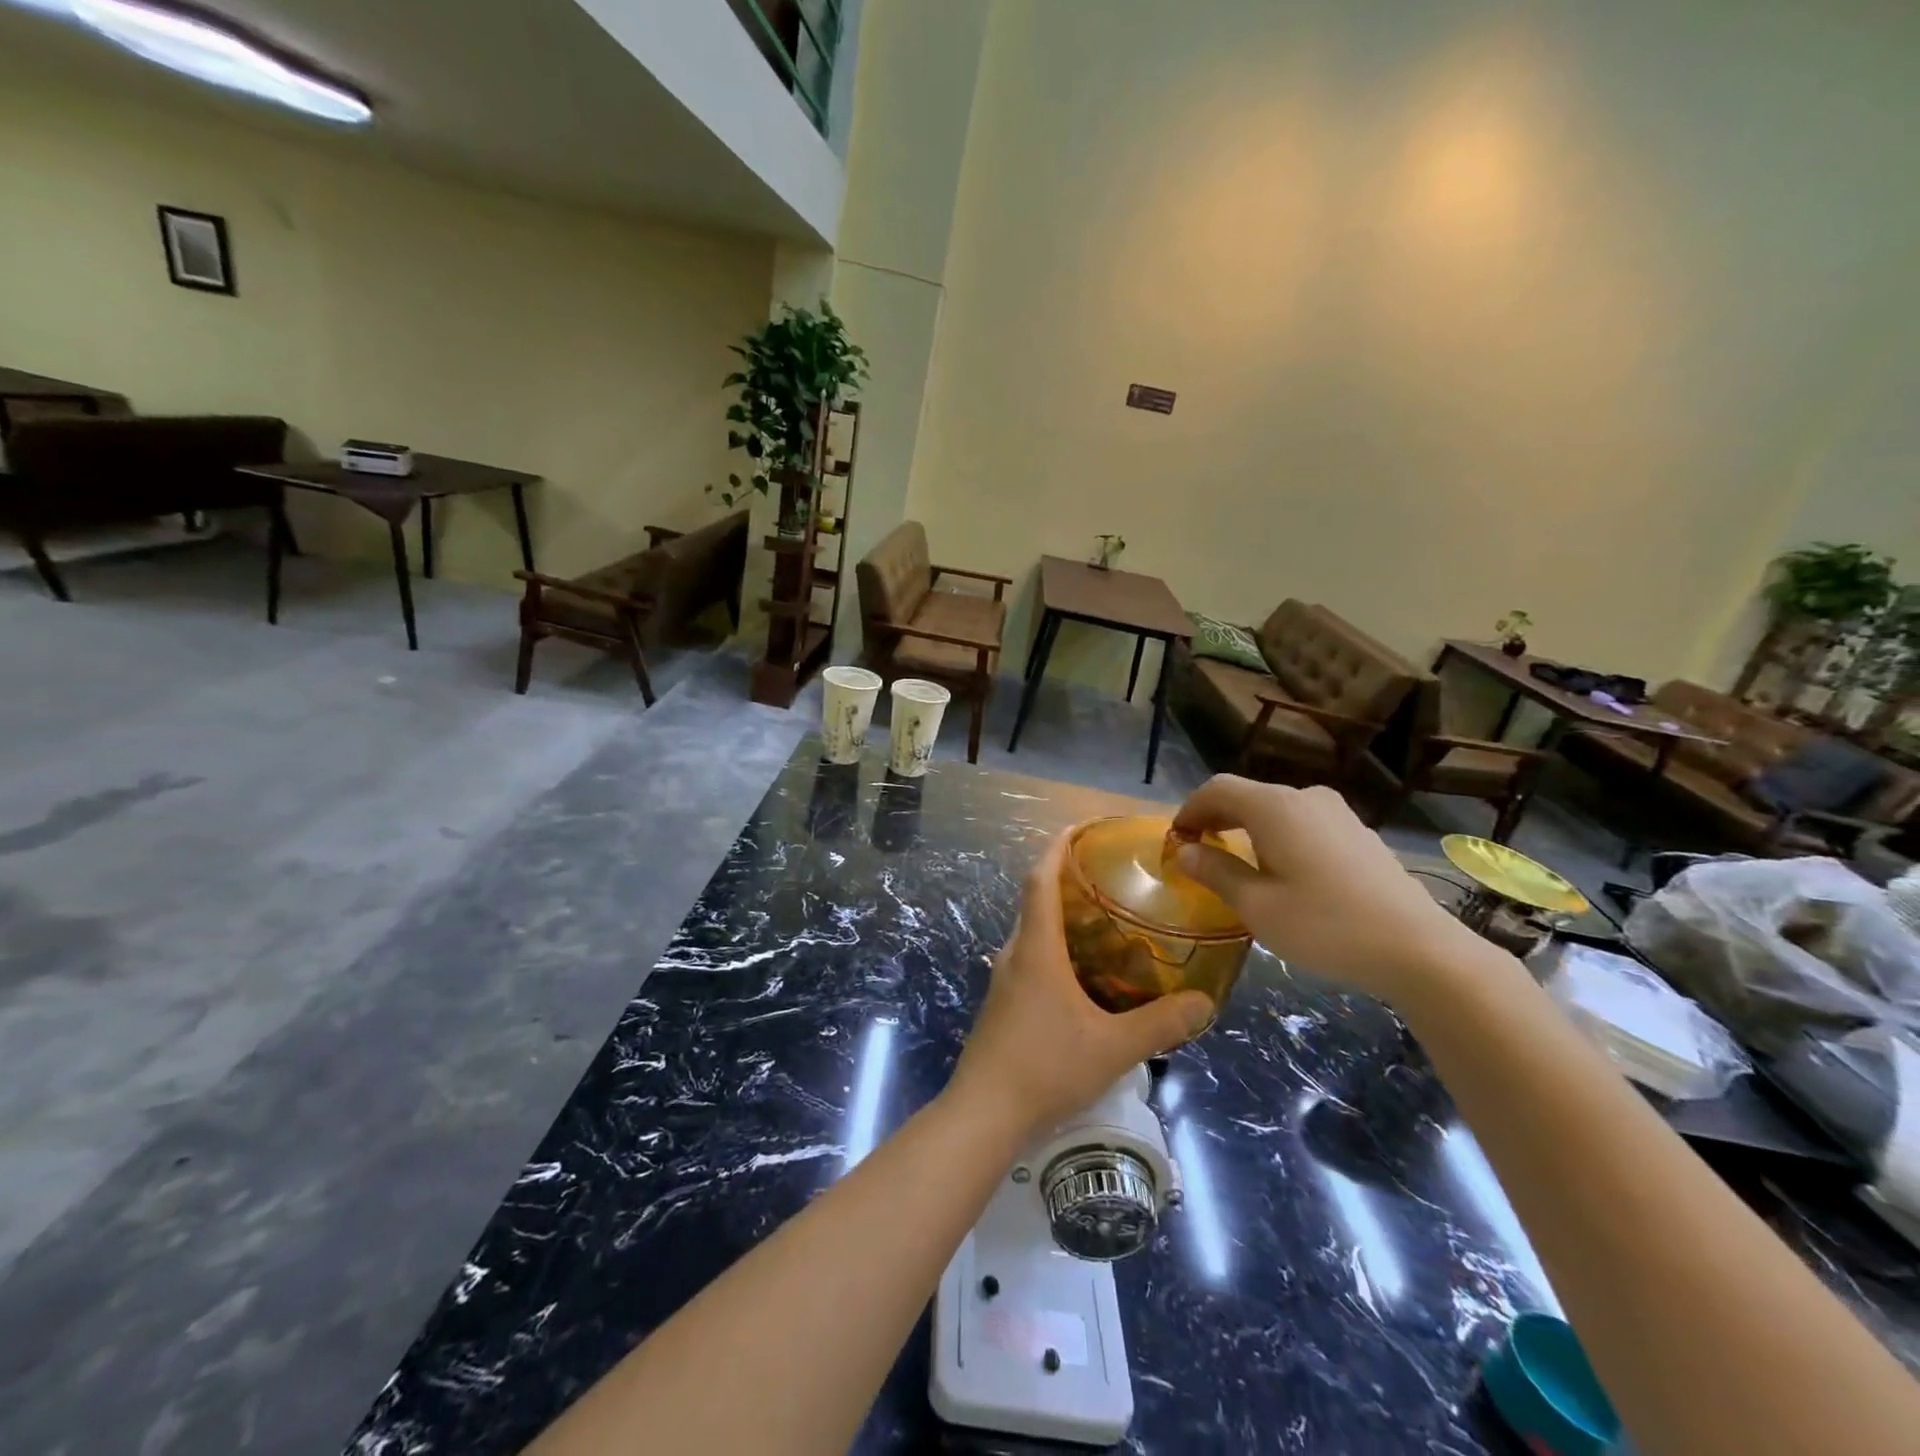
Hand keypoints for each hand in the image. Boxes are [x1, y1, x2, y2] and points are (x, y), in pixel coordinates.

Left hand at [949, 832, 1213, 1141]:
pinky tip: (1085, 974)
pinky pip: (1031, 958)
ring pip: (1033, 932)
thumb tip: (1205, 1002)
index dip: (1057, 848)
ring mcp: (1005, 979)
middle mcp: (1015, 953)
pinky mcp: (1003, 1003)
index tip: (1080, 828)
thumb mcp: (1113, 1047)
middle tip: (1111, 878)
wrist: (985, 1112)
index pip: (1039, 879)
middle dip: (1067, 881)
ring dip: (1062, 918)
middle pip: (1036, 901)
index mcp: (1036, 948)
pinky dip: (1056, 948)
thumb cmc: (1046, 1067)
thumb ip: (1161, 1024)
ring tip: (1106, 921)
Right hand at [1171, 776, 1475, 1004]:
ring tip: (1238, 862)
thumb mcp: (1257, 906)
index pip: (1217, 789)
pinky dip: (1280, 836)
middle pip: (1248, 795)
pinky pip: (1305, 824)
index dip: (1190, 809)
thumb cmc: (1325, 926)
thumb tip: (1187, 851)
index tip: (1176, 839)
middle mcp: (1305, 798)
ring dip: (1249, 828)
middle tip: (1199, 850)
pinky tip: (1284, 871)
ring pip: (1278, 809)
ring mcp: (1338, 814)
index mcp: (1274, 807)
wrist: (1419, 950)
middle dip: (1217, 818)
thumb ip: (1217, 872)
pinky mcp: (1360, 834)